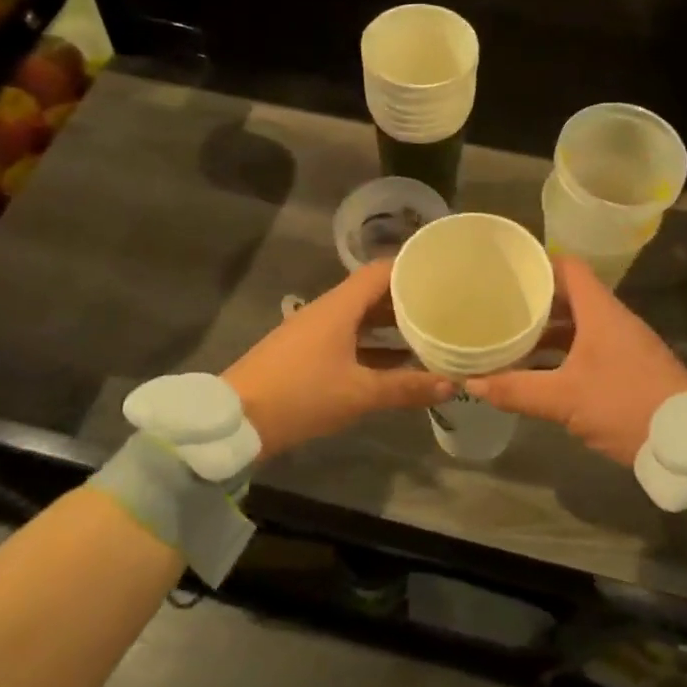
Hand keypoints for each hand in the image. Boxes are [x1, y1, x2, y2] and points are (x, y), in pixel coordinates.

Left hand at [224, 260, 451, 459]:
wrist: (236, 420)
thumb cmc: (301, 395)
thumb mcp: (358, 393)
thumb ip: (405, 387)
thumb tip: (451, 384)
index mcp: (340, 307)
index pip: (381, 271)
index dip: (411, 267)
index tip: (442, 271)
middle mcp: (328, 310)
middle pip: (372, 293)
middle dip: (407, 298)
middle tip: (444, 304)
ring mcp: (314, 331)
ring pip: (360, 317)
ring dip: (390, 323)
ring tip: (428, 331)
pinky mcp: (306, 353)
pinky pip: (348, 337)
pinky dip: (373, 344)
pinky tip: (396, 362)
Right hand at [464, 256, 686, 464]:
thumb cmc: (624, 404)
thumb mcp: (565, 399)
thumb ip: (517, 390)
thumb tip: (472, 383)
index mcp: (600, 311)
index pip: (568, 267)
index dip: (538, 263)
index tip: (508, 271)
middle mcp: (613, 319)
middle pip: (570, 296)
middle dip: (535, 302)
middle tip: (499, 307)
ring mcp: (624, 344)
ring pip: (578, 325)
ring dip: (548, 332)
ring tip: (511, 340)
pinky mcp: (630, 367)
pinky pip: (589, 347)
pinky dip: (564, 353)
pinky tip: (541, 372)